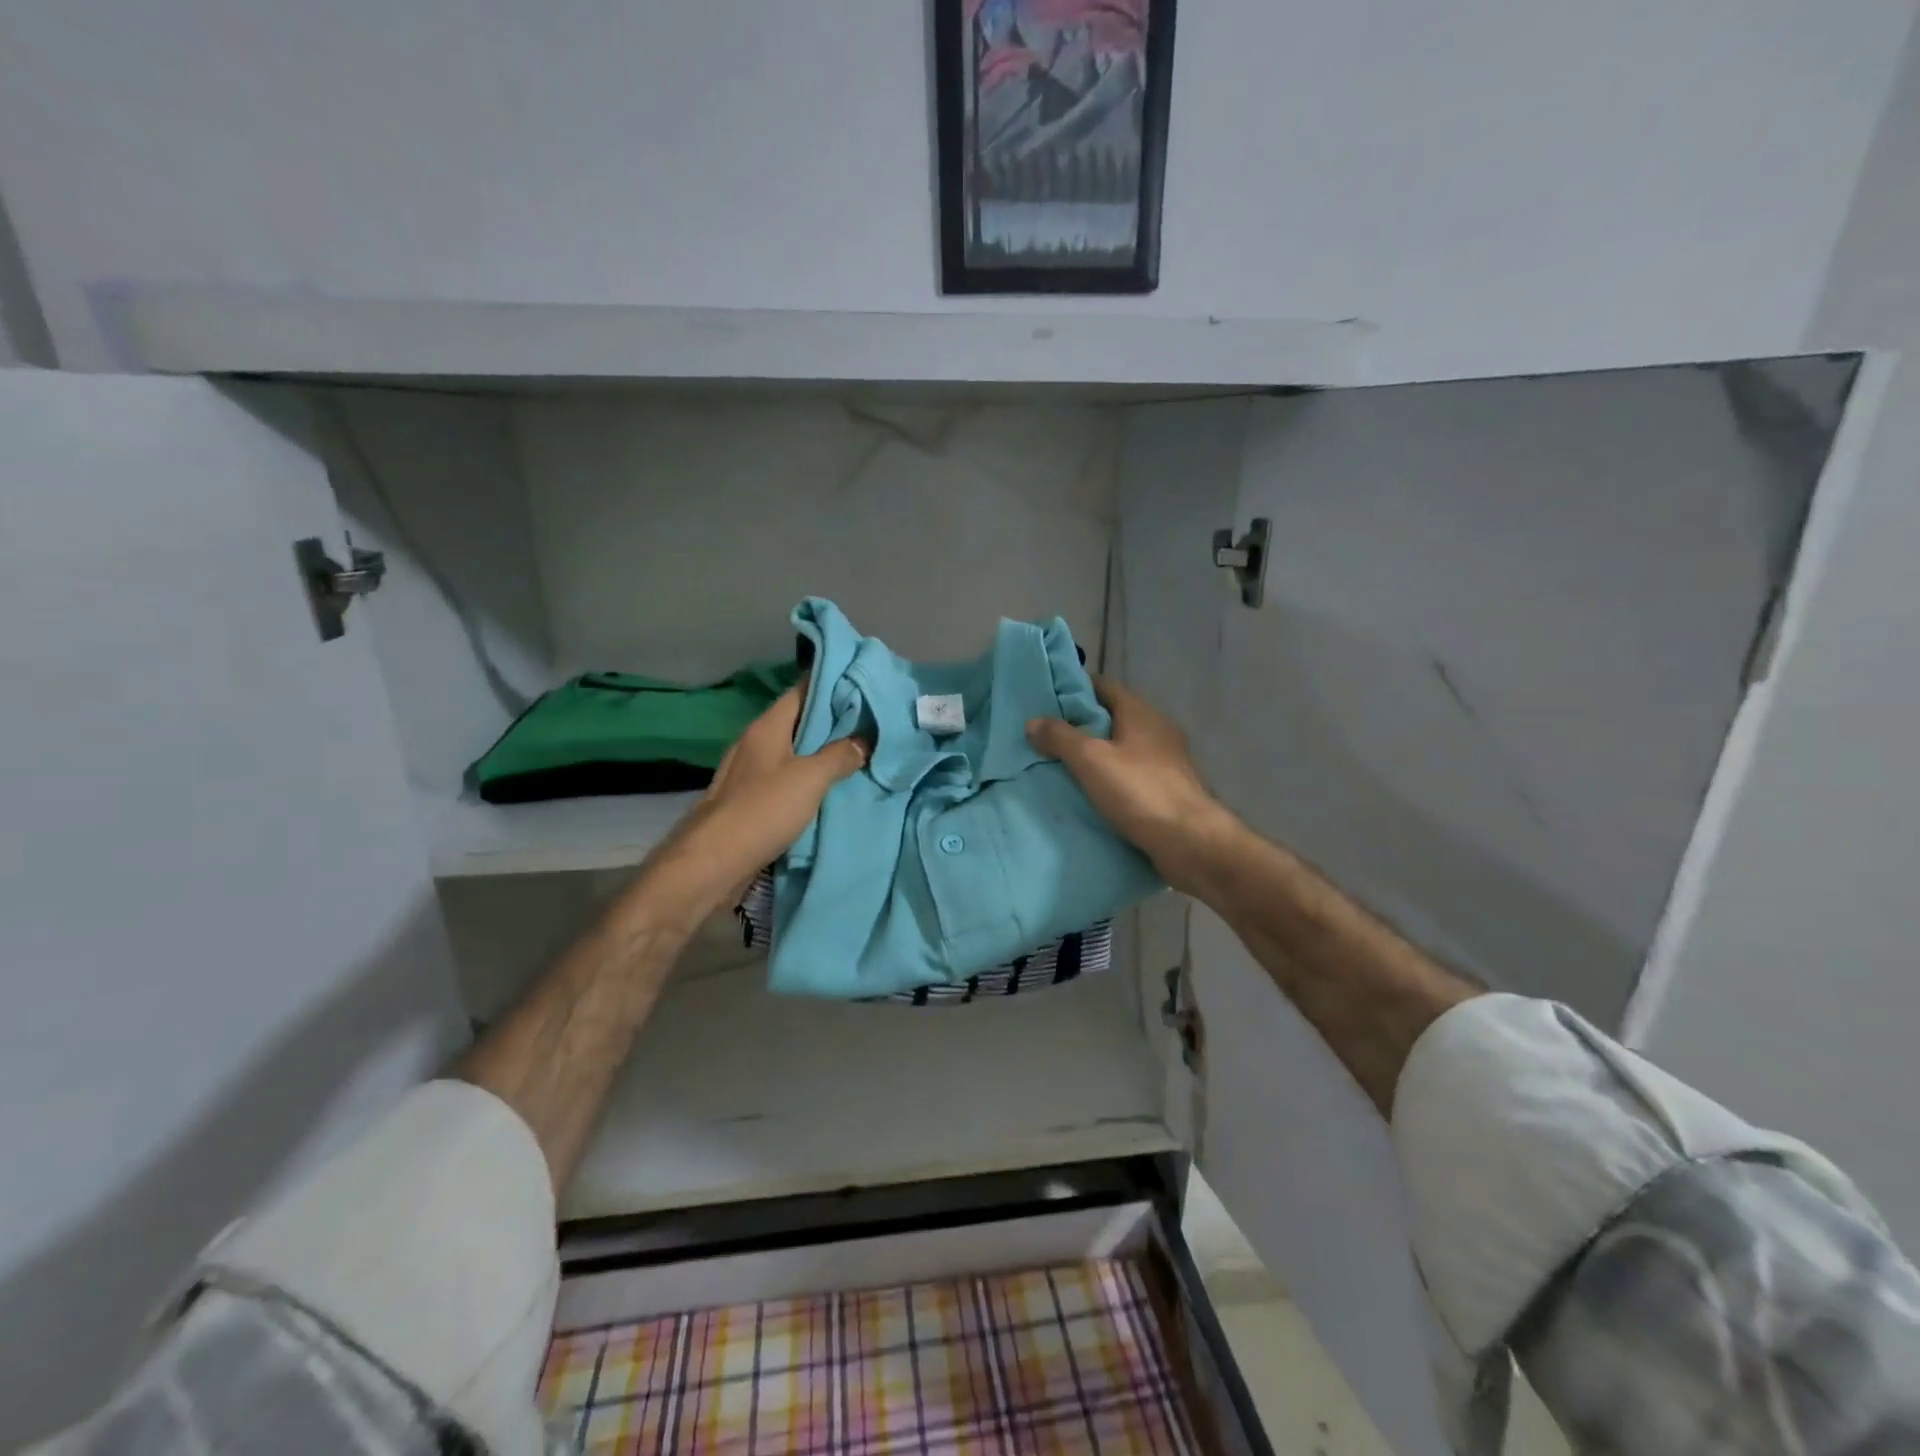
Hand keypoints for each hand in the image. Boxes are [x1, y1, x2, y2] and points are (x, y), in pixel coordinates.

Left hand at [638, 680, 868, 925]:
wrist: (713, 863)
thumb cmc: (762, 810)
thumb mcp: (810, 778)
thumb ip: (839, 756)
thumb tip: (863, 740)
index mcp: (767, 728)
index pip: (801, 691)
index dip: (831, 684)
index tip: (862, 684)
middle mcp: (756, 744)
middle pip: (798, 723)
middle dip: (832, 722)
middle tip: (871, 722)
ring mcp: (750, 774)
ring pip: (793, 753)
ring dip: (821, 754)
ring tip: (859, 754)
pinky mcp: (750, 803)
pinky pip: (786, 781)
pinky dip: (808, 781)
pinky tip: (831, 790)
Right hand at [1026, 677, 1236, 893]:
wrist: (1190, 842)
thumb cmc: (1139, 791)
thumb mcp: (1091, 760)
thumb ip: (1061, 737)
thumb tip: (1033, 722)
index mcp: (1141, 712)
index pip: (1103, 686)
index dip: (1074, 689)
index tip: (1046, 699)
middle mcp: (1157, 729)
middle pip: (1112, 717)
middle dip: (1081, 724)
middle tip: (1046, 735)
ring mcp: (1166, 760)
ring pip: (1122, 747)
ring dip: (1096, 753)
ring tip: (1061, 764)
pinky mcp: (1168, 788)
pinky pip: (1131, 773)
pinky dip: (1111, 777)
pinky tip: (1091, 791)